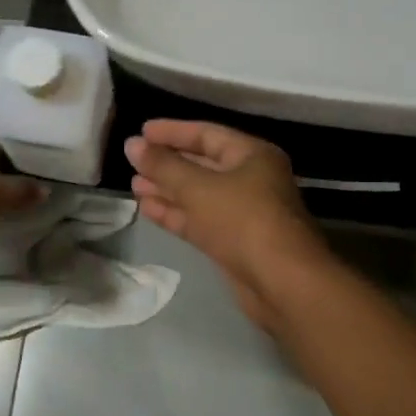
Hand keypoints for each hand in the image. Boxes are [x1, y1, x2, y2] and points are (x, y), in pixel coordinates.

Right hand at [124, 120, 329, 324]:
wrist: (283, 284)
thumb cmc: (243, 221)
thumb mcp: (198, 188)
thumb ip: (163, 165)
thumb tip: (132, 144)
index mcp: (252, 156)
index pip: (207, 134)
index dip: (173, 131)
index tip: (141, 131)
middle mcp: (250, 179)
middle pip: (202, 164)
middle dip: (168, 162)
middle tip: (133, 160)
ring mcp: (243, 212)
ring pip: (198, 194)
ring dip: (167, 189)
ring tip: (134, 184)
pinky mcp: (233, 242)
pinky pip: (199, 219)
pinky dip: (175, 213)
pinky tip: (146, 208)